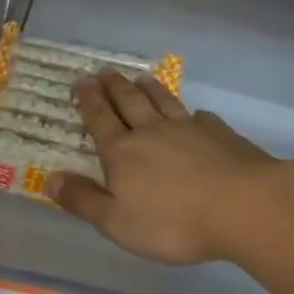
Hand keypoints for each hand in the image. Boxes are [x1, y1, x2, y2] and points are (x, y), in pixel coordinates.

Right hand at [49, 71, 277, 265]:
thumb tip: (49, 179)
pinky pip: (201, 118)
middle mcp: (152, 132)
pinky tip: (195, 114)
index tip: (80, 81)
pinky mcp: (222, 135)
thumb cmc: (172, 221)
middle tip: (105, 71)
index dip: (88, 101)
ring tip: (141, 77)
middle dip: (115, 86)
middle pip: (130, 102)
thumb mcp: (116, 221)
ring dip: (150, 89)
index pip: (100, 120)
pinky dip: (192, 113)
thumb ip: (83, 200)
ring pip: (164, 102)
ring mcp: (190, 130)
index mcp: (123, 152)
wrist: (244, 207)